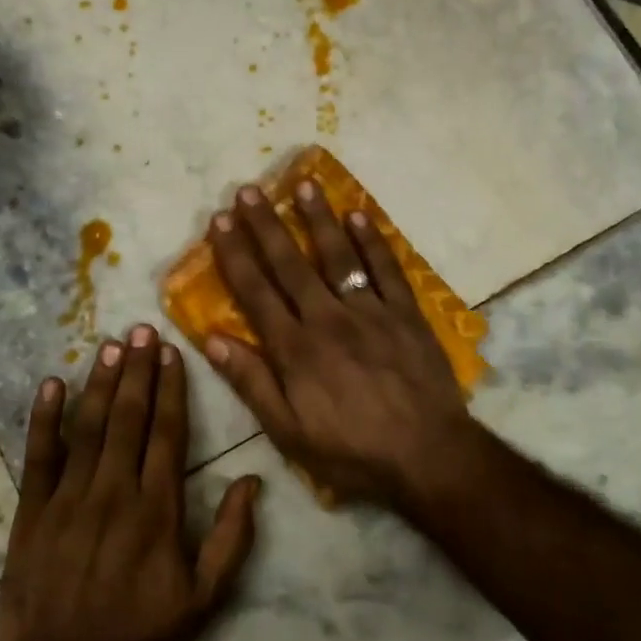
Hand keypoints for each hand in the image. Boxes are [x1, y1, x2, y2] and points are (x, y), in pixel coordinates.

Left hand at [0, 325, 261, 640]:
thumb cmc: (138, 635)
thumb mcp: (203, 599)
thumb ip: (231, 539)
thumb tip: (253, 482)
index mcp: (156, 509)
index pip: (167, 434)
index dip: (171, 389)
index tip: (172, 352)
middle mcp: (114, 492)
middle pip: (128, 419)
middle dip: (137, 370)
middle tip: (142, 329)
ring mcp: (68, 499)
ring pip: (88, 427)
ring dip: (100, 383)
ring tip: (110, 344)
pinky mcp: (32, 512)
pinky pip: (38, 457)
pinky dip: (44, 419)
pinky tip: (51, 384)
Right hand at [202, 182, 476, 507]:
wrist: (428, 456)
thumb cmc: (352, 451)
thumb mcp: (289, 432)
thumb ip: (252, 383)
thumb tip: (212, 340)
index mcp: (295, 348)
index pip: (256, 291)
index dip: (235, 254)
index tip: (220, 221)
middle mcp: (328, 319)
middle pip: (291, 265)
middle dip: (266, 226)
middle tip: (248, 190)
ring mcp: (371, 312)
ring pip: (338, 256)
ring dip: (318, 219)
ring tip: (302, 184)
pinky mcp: (407, 314)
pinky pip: (387, 270)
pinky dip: (373, 241)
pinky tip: (358, 215)